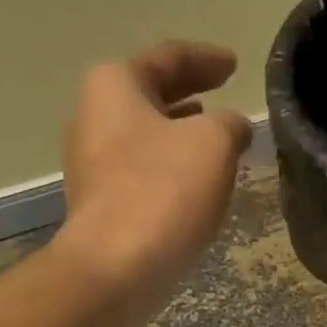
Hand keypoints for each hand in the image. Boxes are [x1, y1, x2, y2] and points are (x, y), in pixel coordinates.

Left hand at [58, 40, 254, 285]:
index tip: (234, 65)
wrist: (116, 268)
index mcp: (114, 86)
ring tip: (216, 138)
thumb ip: (230, 125)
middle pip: (151, 95)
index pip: (168, 58)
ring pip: (147, 136)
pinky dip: (172, 168)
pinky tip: (196, 182)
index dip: (206, 59)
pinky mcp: (102, 204)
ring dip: (181, 135)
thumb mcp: (213, 143)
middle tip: (224, 94)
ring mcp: (92, 164)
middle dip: (190, 95)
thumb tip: (233, 128)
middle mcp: (93, 117)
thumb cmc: (163, 191)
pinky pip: (143, 172)